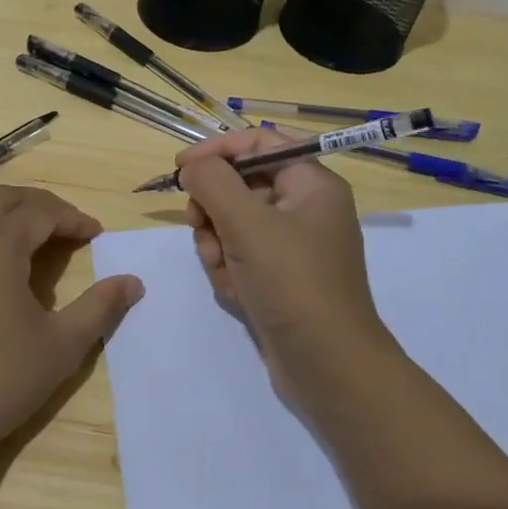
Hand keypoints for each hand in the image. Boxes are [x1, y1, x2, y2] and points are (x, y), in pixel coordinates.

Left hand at [0, 185, 143, 464]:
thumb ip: (100, 307)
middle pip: (3, 198)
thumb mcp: (61, 345)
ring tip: (25, 229)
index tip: (96, 234)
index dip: (73, 219)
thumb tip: (133, 282)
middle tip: (67, 226)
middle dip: (40, 204)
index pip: (42, 212)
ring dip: (1, 206)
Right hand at [179, 129, 399, 405]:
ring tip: (224, 269)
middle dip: (214, 207)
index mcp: (312, 184)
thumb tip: (192, 166)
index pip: (259, 143)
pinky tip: (236, 292)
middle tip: (200, 226)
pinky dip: (230, 268)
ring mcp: (293, 245)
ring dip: (218, 243)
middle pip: (240, 184)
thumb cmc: (292, 282)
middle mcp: (305, 208)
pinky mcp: (280, 277)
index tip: (180, 169)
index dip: (217, 150)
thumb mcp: (247, 223)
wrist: (328, 365)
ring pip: (234, 222)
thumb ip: (212, 182)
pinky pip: (241, 255)